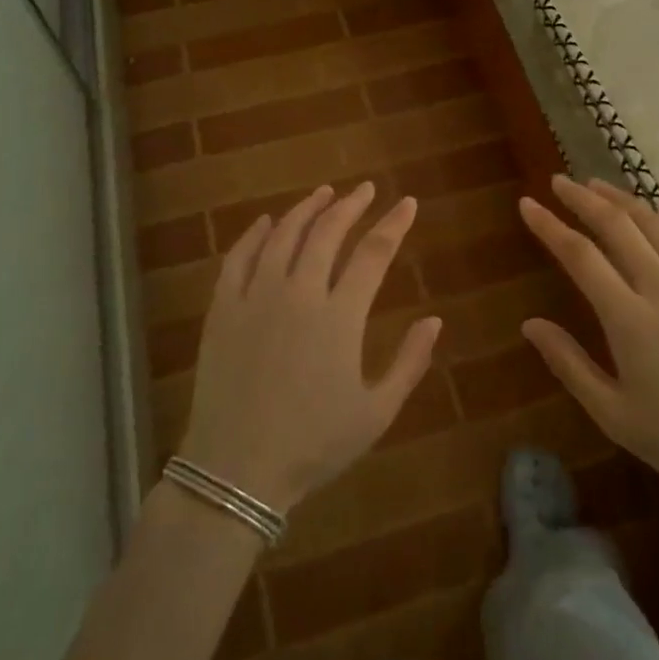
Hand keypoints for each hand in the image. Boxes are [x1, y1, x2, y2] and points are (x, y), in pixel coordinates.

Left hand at [177, 182, 441, 515]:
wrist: (236, 469)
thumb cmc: (314, 444)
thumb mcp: (376, 413)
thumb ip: (410, 363)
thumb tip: (435, 320)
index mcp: (340, 317)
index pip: (373, 253)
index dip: (393, 224)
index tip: (407, 203)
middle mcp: (299, 294)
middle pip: (327, 232)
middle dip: (350, 205)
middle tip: (365, 190)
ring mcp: (256, 297)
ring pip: (284, 236)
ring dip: (306, 209)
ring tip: (323, 194)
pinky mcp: (223, 309)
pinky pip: (238, 258)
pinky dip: (255, 234)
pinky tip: (267, 222)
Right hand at [517, 176, 658, 510]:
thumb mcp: (612, 414)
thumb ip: (569, 364)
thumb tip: (530, 324)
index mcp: (629, 319)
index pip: (579, 256)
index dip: (549, 226)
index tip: (527, 204)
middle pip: (617, 227)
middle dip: (583, 199)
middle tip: (559, 182)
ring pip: (657, 226)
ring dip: (624, 199)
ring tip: (599, 185)